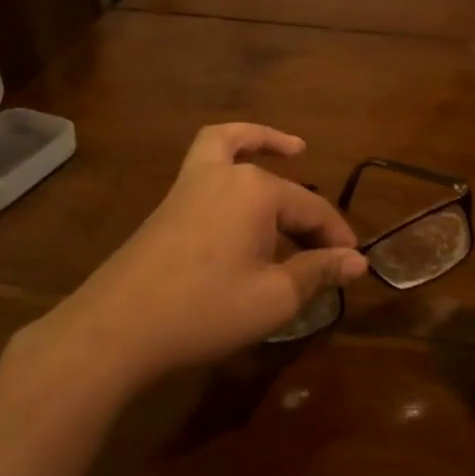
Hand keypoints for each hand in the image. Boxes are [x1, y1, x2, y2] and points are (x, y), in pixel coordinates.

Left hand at [13, 125, 367, 394]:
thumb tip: (357, 262)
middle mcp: (226, 174)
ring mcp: (191, 184)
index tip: (354, 267)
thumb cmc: (205, 309)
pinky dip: (231, 154)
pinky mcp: (170, 202)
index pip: (314, 210)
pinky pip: (207, 160)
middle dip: (311, 216)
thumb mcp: (275, 297)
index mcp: (257, 191)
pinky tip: (239, 181)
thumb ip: (318, 272)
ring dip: (265, 146)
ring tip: (293, 151)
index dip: (337, 240)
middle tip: (329, 251)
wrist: (117, 328)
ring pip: (234, 147)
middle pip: (282, 187)